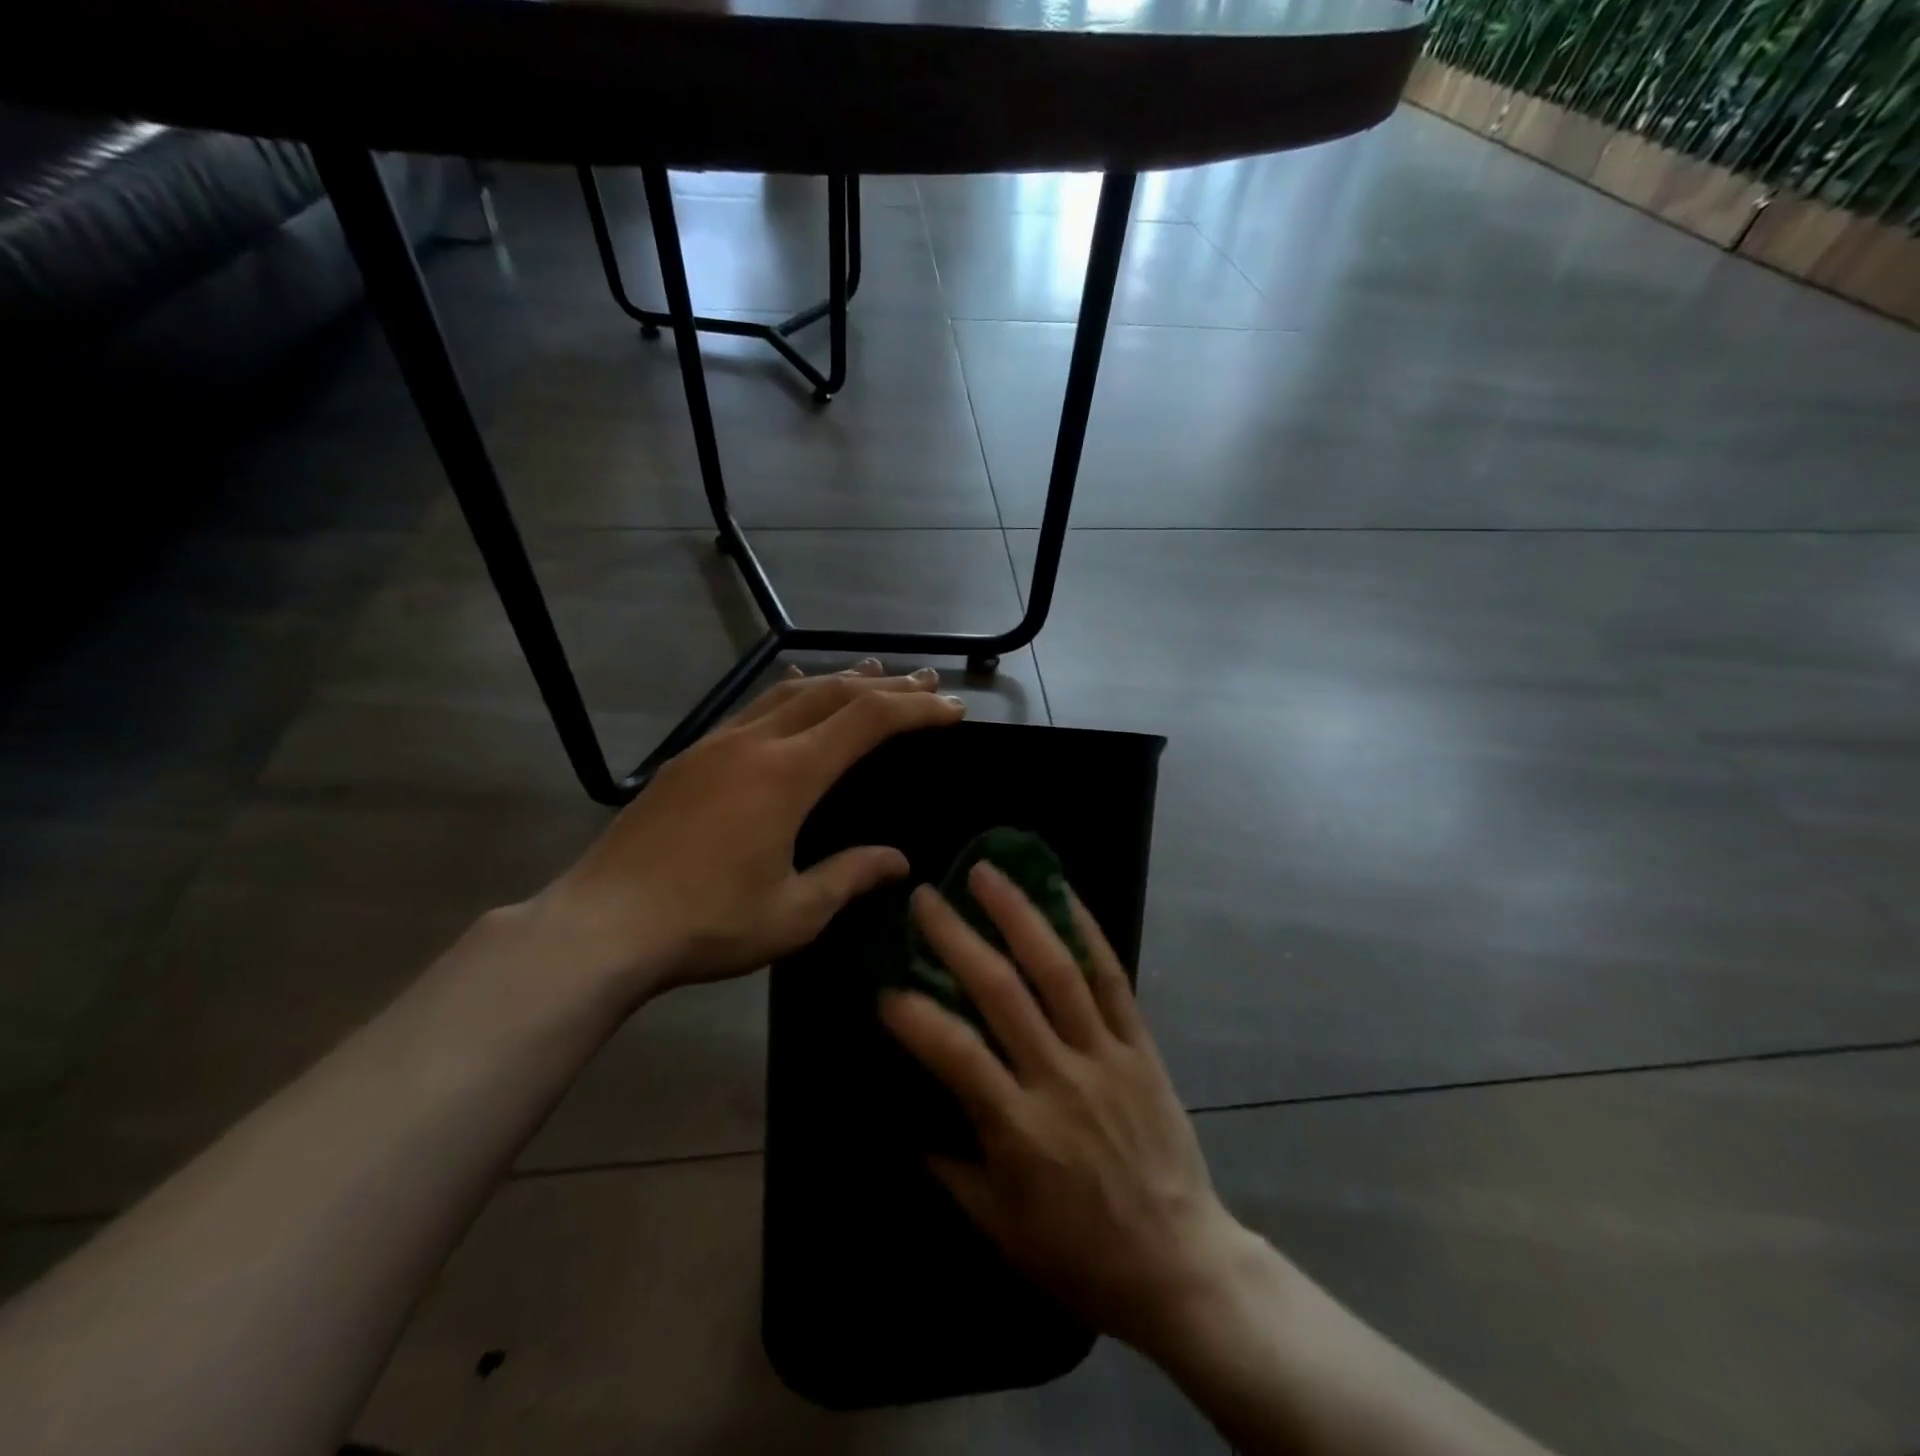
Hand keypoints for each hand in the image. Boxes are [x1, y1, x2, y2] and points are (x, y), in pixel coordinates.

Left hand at [531, 660, 964, 1001]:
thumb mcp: (794, 913)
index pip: (868, 721)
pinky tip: (796, 698)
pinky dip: (792, 694)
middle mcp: (755, 743)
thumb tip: (899, 860)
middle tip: (926, 683)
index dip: (916, 710)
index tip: (952, 710)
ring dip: (839, 681)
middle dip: (886, 685)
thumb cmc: (707, 924)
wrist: (602, 925)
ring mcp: (717, 744)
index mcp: (788, 775)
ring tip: (873, 675)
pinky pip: (755, 707)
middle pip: (833, 693)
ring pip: (790, 692)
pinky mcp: (690, 757)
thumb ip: (850, 876)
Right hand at [881, 864, 1247, 1354]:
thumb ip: (950, 1167)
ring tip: (987, 872)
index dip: (915, 1018)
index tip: (884, 987)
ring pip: (1058, 969)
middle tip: (926, 898)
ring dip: (1019, 914)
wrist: (1180, 1263)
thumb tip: (909, 1116)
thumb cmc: (1080, 1253)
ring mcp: (1105, 1054)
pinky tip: (1063, 892)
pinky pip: (1112, 978)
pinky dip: (1087, 930)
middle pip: (1003, 992)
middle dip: (958, 938)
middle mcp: (1060, 1077)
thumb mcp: (999, 1227)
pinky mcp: (1139, 1044)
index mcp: (1020, 1128)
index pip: (957, 1056)